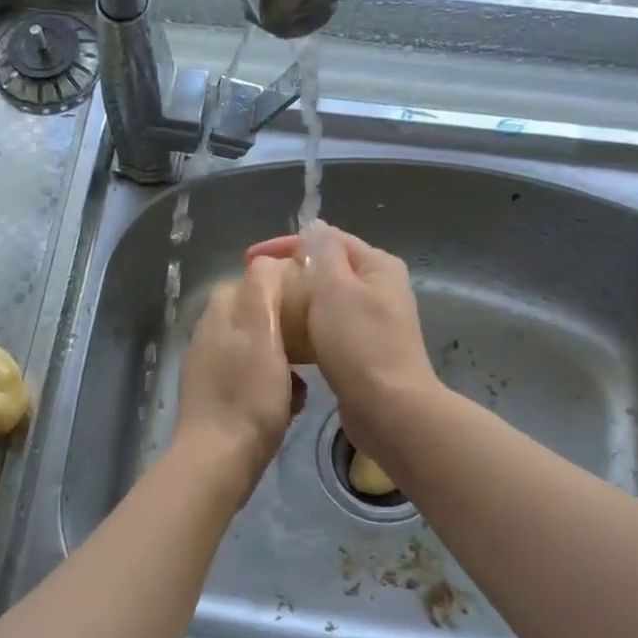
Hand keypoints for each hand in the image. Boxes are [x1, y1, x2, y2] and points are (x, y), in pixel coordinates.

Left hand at [170, 265, 300, 504]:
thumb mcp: (262, 333)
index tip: (306, 301)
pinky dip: (272, 388)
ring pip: (255, 353)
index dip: (277, 288)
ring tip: (304, 380)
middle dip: (283, 329)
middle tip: (311, 344)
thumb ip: (262, 291)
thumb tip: (265, 260)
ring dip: (281, 362)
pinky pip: (250, 382)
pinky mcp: (216, 402)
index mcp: (218, 318)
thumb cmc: (248, 395)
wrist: (219, 460)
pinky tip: (290, 406)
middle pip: (251, 319)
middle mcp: (208, 340)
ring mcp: (209, 373)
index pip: (246, 284)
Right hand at [246, 223, 437, 463]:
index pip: (327, 239)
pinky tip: (285, 342)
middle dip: (290, 274)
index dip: (285, 244)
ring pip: (326, 302)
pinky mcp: (363, 351)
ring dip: (296, 304)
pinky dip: (306, 330)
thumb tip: (313, 228)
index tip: (247, 260)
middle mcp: (379, 288)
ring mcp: (373, 321)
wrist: (390, 409)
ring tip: (265, 313)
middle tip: (254, 287)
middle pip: (327, 269)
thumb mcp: (336, 289)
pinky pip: (328, 330)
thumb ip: (323, 254)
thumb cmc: (360, 344)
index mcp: (377, 265)